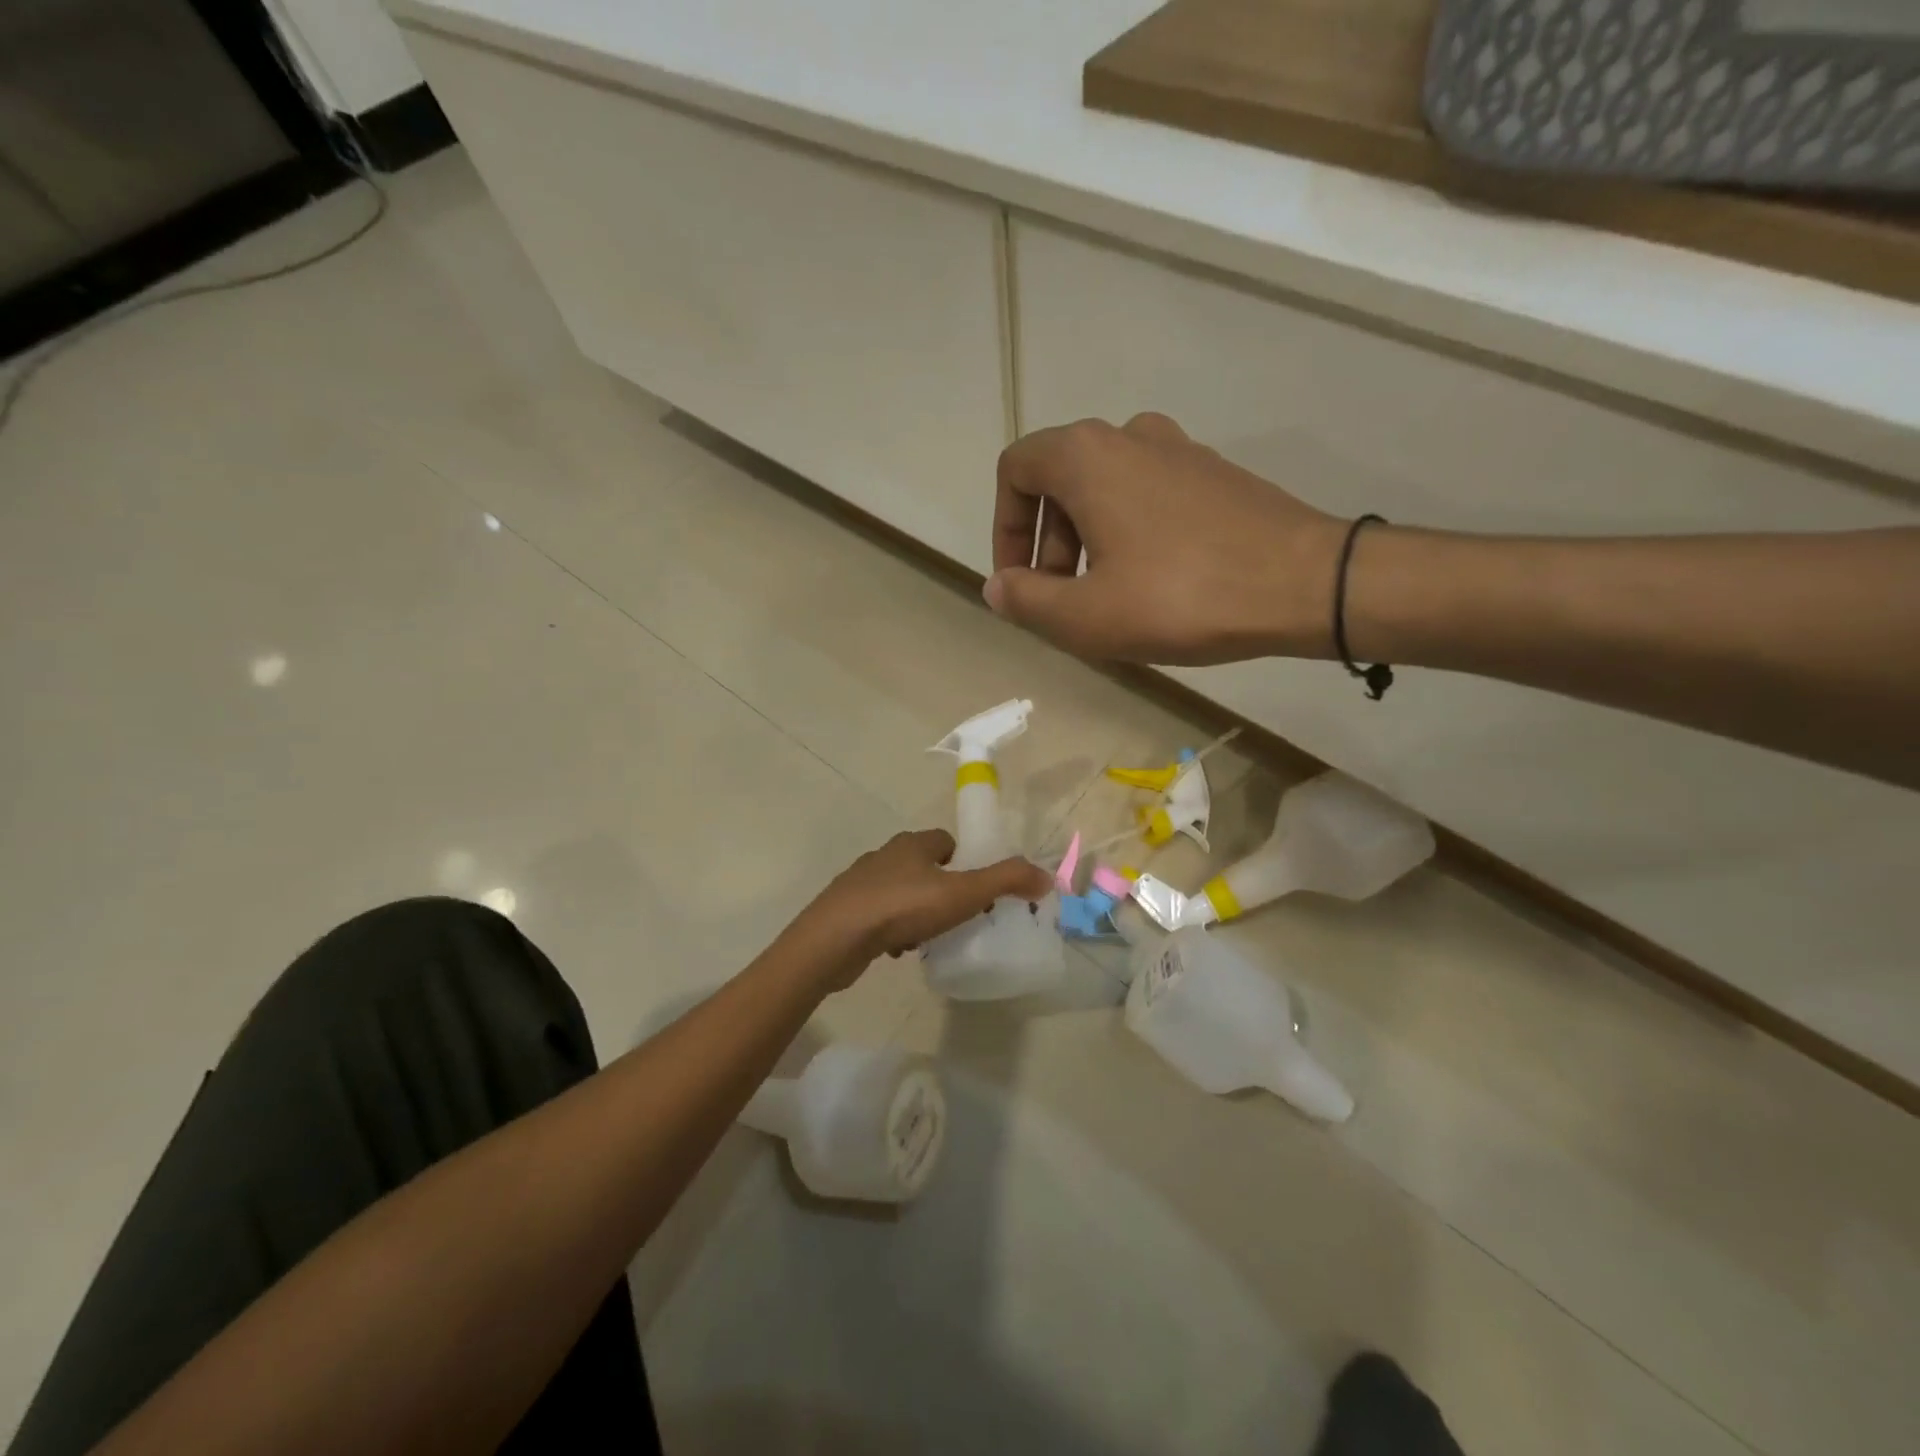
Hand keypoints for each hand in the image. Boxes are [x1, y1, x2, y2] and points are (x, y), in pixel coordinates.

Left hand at [792, 830, 1052, 989]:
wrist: (834, 939)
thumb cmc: (901, 907)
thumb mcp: (962, 893)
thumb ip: (1005, 881)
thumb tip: (1046, 876)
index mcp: (912, 844)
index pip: (946, 842)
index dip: (966, 863)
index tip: (977, 892)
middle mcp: (885, 855)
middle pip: (924, 867)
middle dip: (943, 890)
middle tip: (959, 918)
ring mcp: (861, 883)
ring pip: (902, 892)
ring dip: (918, 912)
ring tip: (930, 939)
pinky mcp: (845, 910)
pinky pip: (880, 916)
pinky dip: (893, 929)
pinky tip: (899, 951)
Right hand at [987, 413, 1345, 664]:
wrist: (1305, 584)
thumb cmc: (1182, 597)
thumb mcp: (1086, 616)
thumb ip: (1026, 601)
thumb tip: (998, 587)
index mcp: (1087, 457)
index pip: (1014, 471)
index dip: (1005, 529)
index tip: (1020, 582)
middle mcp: (1129, 436)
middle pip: (1059, 482)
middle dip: (1046, 545)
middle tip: (1062, 602)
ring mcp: (1178, 450)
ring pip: (1104, 491)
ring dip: (1086, 543)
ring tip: (1105, 601)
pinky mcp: (1213, 474)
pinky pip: (1147, 497)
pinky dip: (1128, 534)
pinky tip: (1151, 585)